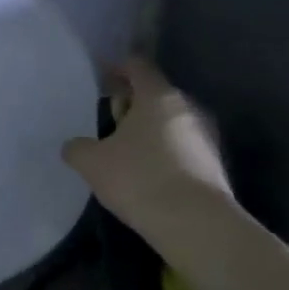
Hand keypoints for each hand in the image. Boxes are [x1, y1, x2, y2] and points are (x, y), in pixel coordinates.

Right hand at [62, 57, 234, 232]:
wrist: (195, 223)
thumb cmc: (139, 178)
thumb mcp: (93, 164)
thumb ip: (78, 149)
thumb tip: (73, 146)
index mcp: (158, 95)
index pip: (138, 66)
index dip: (118, 69)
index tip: (103, 79)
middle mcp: (187, 107)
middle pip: (156, 94)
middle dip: (133, 104)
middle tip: (111, 121)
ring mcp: (206, 135)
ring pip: (171, 122)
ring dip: (151, 130)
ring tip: (128, 152)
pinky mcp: (215, 164)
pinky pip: (183, 147)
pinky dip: (166, 153)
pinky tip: (150, 175)